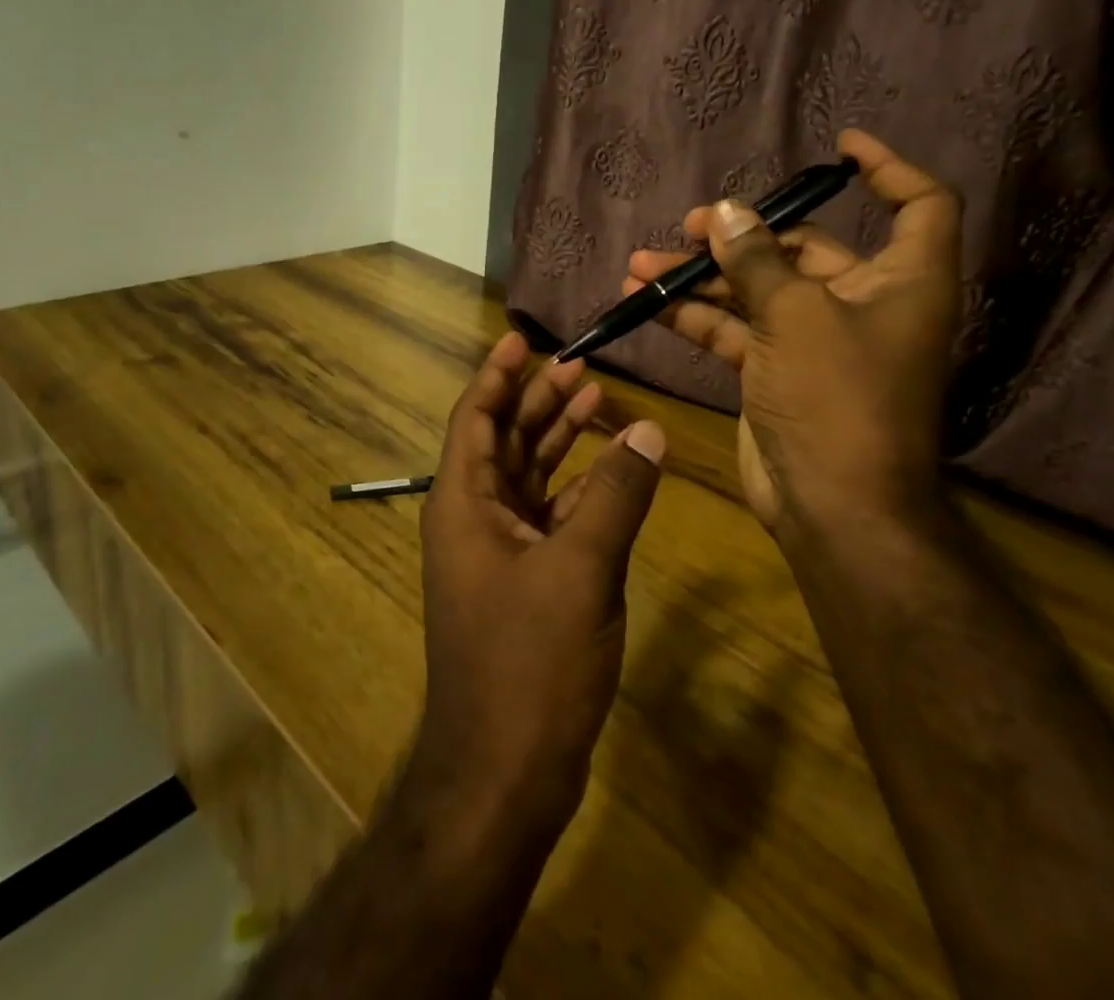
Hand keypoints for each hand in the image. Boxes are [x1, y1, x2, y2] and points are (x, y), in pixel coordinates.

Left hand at [410, 331, 664, 843]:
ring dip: (560, 440)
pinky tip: (613, 471)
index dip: (498, 374)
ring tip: (596, 400)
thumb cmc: (528, 664)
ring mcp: (499, 552)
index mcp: (464, 503)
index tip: (523, 339)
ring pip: (529, 476)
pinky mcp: (525, 582)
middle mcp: (474, 518)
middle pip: (505, 440)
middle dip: (538, 401)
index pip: (477, 417)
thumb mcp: (579, 569)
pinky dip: (579, 491)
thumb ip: (616, 495)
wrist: (504, 774)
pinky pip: (550, 517)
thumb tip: (649, 430)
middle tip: (578, 365)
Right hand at [624, 129, 959, 534]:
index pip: (918, 206)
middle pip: (805, 249)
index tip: (839, 148)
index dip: (888, 169)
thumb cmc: (838, 400)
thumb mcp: (796, 317)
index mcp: (901, 282)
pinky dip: (694, 317)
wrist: (833, 507)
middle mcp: (862, 304)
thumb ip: (757, 260)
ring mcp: (813, 340)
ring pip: (756, 291)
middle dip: (742, 235)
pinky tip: (646, 304)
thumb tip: (725, 212)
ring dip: (701, 278)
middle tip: (690, 227)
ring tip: (643, 264)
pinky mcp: (775, 371)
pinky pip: (734, 330)